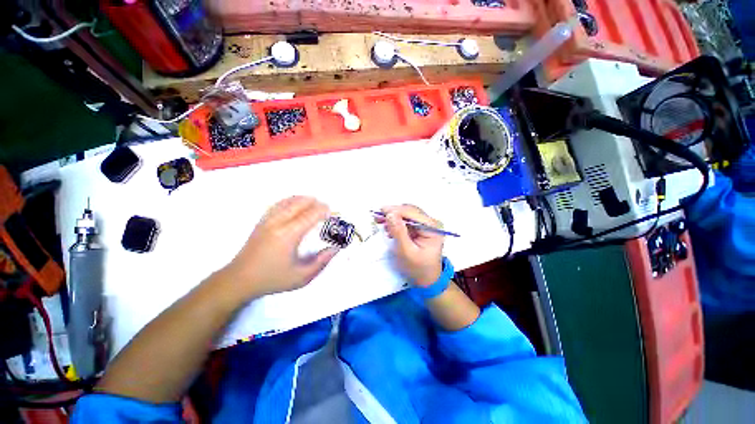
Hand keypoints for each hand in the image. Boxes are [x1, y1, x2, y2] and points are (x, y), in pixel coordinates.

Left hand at [216, 196, 338, 298]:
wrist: (239, 280)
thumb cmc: (273, 279)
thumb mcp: (301, 277)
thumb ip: (322, 261)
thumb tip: (336, 248)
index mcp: (289, 235)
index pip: (311, 215)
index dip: (325, 211)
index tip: (335, 214)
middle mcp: (278, 222)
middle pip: (300, 203)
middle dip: (316, 203)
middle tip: (327, 210)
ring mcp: (267, 220)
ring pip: (289, 201)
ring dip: (304, 200)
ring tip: (315, 204)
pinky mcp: (261, 221)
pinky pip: (278, 204)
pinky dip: (291, 201)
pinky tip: (296, 205)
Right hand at [379, 205, 443, 286]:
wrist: (427, 279)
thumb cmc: (418, 268)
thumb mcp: (406, 252)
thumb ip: (399, 232)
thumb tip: (390, 214)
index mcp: (432, 228)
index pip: (413, 213)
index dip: (396, 210)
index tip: (380, 211)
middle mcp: (431, 223)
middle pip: (410, 211)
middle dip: (393, 213)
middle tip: (378, 217)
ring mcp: (426, 225)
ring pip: (407, 214)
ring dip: (393, 217)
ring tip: (380, 222)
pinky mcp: (420, 229)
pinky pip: (406, 221)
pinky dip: (396, 222)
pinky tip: (388, 228)